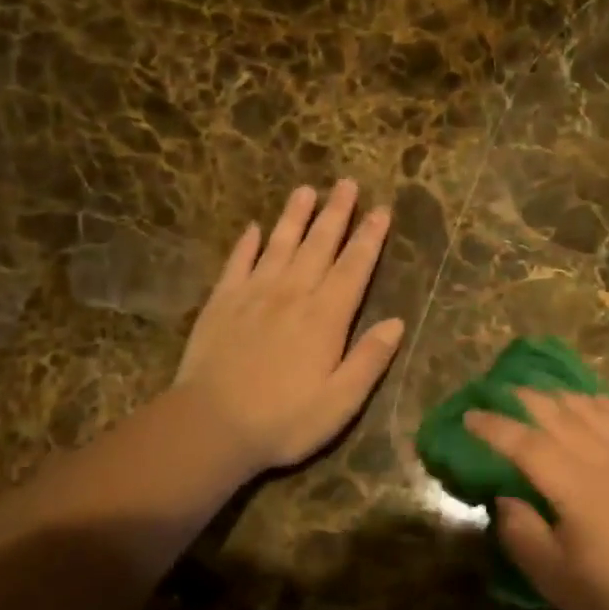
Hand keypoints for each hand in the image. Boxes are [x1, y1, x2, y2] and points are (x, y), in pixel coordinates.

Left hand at [174, 181, 404, 472]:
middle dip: (336, 213)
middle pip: (319, 245)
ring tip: (306, 190)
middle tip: (347, 183)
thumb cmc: (284, 420)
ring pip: (280, 245)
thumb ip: (369, 359)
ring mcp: (253, 295)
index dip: (370, 238)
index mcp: (326, 317)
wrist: (211, 426)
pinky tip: (254, 228)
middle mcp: (292, 294)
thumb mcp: (341, 401)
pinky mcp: (221, 303)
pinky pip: (237, 263)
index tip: (382, 210)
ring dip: (295, 216)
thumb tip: (397, 322)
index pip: (354, 267)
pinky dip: (247, 244)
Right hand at [463, 390, 608, 609]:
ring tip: (546, 395)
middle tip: (505, 393)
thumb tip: (505, 497)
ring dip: (566, 399)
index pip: (527, 445)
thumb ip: (520, 531)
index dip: (496, 427)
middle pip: (562, 416)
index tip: (471, 416)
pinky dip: (608, 405)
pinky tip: (596, 402)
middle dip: (528, 400)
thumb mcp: (550, 575)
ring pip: (597, 411)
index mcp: (577, 488)